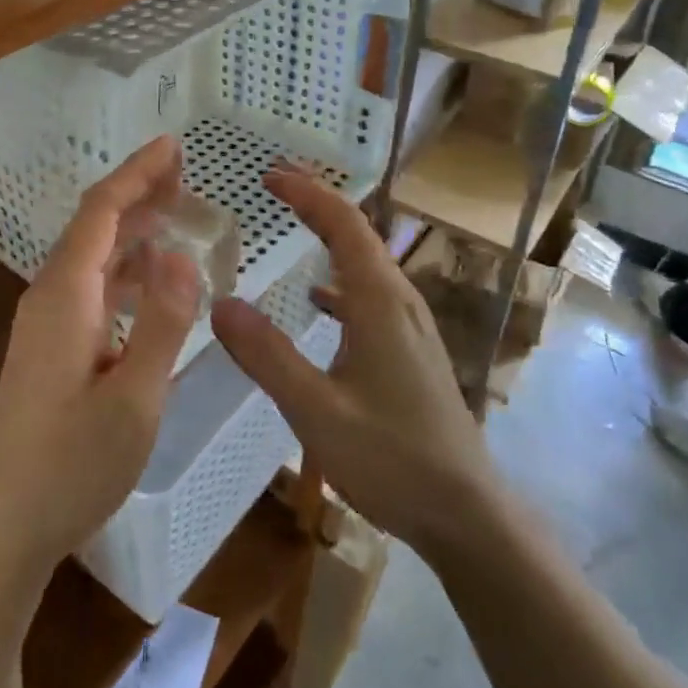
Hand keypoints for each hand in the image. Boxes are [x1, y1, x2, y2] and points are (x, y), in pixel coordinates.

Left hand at [0, 137, 200, 582]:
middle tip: (186, 172)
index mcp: (66, 296)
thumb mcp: (135, 397)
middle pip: (96, 226)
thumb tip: (182, 254)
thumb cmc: (72, 465)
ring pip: (95, 256)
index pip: (102, 211)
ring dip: (135, 229)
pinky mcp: (51, 346)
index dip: (137, 172)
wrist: (3, 528)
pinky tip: (154, 277)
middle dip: (139, 192)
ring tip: (178, 213)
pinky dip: (128, 269)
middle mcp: (50, 296)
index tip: (173, 144)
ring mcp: (47, 323)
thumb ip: (163, 322)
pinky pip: (93, 286)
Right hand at [210, 166, 500, 556]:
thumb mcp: (316, 411)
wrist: (466, 512)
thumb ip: (267, 356)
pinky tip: (318, 300)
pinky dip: (340, 277)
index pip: (344, 223)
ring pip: (366, 262)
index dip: (307, 192)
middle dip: (317, 203)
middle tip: (275, 185)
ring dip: (330, 235)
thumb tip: (221, 303)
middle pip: (358, 233)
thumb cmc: (392, 458)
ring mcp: (411, 324)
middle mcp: (400, 300)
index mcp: (380, 301)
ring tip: (293, 225)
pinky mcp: (412, 348)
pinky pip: (371, 293)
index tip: (269, 175)